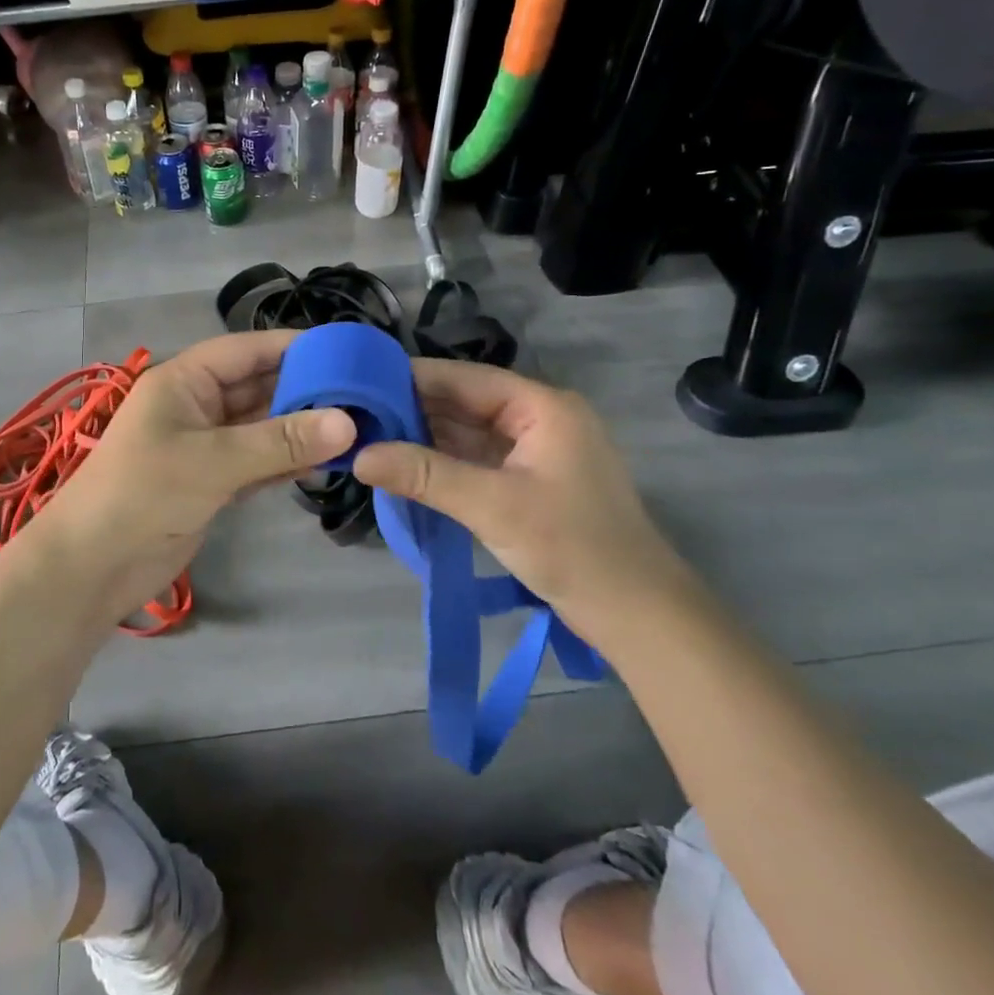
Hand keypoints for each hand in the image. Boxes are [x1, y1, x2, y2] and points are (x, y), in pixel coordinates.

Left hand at [32, 331, 355, 622]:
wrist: (94, 565)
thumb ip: (280, 441)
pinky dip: (286, 462)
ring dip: (300, 429)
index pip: (246, 350)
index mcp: (184, 381)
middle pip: (258, 387)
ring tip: (357, 427)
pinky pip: (258, 461)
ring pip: (261, 427)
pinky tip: (325, 463)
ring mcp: (205, 445)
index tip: (343, 352)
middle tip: (362, 394)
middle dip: (305, 390)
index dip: (292, 347)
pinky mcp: (212, 482)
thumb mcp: (214, 461)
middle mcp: (196, 405)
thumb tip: (348, 422)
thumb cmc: (144, 494)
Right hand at [351, 359, 690, 637]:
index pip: (464, 377)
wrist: (638, 616)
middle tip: (355, 417)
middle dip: (412, 411)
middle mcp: (537, 418)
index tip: (359, 384)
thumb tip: (358, 456)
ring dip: (423, 438)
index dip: (411, 379)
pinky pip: (474, 461)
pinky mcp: (527, 483)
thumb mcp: (493, 506)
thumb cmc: (573, 548)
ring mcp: (533, 452)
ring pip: (465, 433)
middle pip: (463, 403)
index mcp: (541, 406)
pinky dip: (441, 464)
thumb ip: (425, 475)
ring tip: (367, 439)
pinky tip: (402, 467)